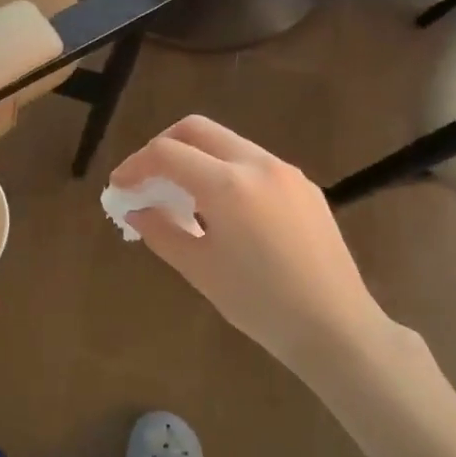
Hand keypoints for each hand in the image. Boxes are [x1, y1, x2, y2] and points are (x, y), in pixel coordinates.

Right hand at [110, 116, 394, 371]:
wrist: (336, 327)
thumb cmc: (260, 304)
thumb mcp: (199, 269)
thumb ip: (161, 230)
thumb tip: (135, 209)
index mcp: (228, 184)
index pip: (166, 153)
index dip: (134, 166)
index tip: (119, 188)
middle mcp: (257, 164)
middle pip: (196, 129)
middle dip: (163, 147)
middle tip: (147, 179)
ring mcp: (286, 172)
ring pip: (227, 143)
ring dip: (196, 158)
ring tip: (182, 198)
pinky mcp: (304, 187)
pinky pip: (253, 163)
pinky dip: (225, 171)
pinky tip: (223, 210)